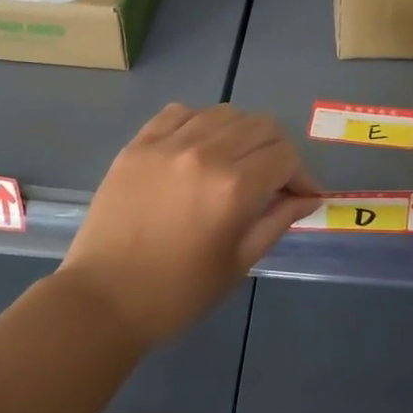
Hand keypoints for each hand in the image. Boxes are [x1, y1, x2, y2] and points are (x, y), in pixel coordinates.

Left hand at [59, 104, 319, 347]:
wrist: (104, 299)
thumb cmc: (178, 293)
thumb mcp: (238, 263)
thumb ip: (277, 222)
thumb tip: (308, 198)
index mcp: (233, 187)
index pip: (285, 156)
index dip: (302, 175)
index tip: (301, 196)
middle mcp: (204, 153)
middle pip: (261, 126)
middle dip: (278, 151)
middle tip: (274, 181)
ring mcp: (166, 144)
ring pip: (224, 113)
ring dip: (242, 134)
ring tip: (236, 163)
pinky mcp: (138, 145)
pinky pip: (180, 113)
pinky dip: (200, 124)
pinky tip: (199, 149)